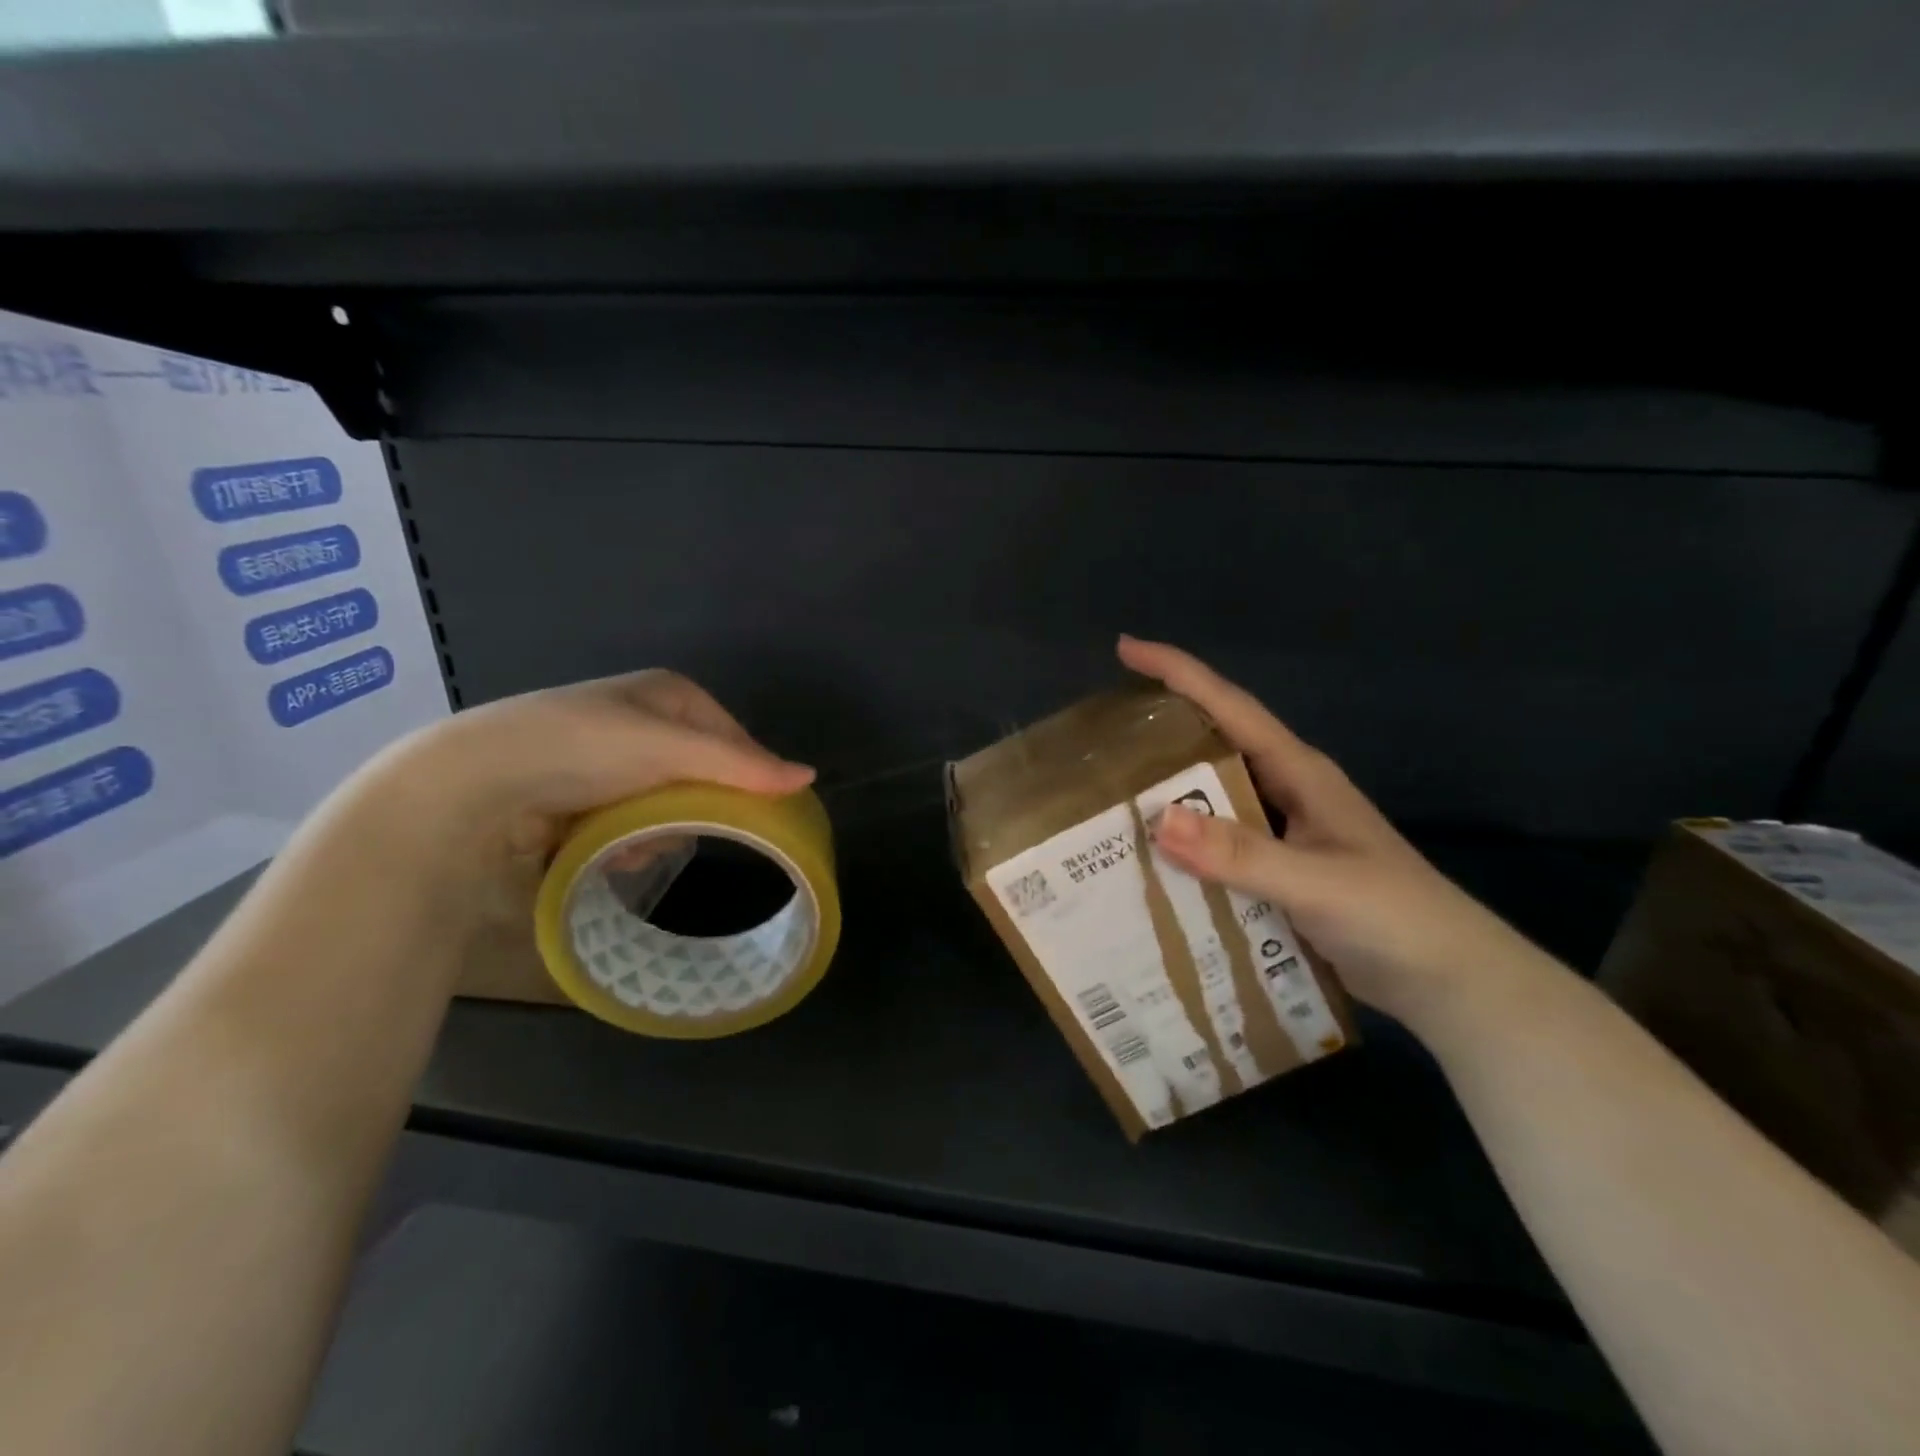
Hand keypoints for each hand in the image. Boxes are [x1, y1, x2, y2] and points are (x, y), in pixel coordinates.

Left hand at [334, 670, 812, 951]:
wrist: (474, 784)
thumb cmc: (581, 749)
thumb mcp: (667, 750)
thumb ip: (740, 766)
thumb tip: (809, 777)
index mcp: (667, 694)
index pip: (732, 736)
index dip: (745, 774)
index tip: (750, 814)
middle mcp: (642, 720)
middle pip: (701, 774)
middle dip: (692, 808)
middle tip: (673, 830)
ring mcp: (610, 758)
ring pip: (668, 802)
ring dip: (658, 829)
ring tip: (630, 844)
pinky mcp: (583, 794)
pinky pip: (632, 819)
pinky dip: (627, 839)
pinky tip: (605, 849)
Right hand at [1117, 636, 1547, 1031]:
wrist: (1452, 984)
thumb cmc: (1396, 918)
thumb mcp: (1318, 883)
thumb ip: (1242, 854)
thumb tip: (1159, 820)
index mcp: (1300, 773)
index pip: (1231, 706)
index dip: (1179, 672)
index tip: (1127, 649)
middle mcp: (1287, 792)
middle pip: (1214, 745)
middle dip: (1160, 732)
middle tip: (1101, 738)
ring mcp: (1283, 832)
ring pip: (1213, 797)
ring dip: (1168, 794)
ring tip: (1109, 798)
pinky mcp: (1278, 870)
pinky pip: (1218, 844)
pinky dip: (1185, 845)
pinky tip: (1152, 862)